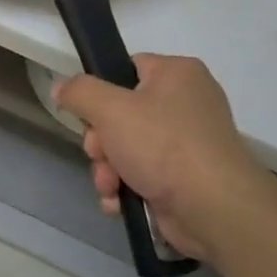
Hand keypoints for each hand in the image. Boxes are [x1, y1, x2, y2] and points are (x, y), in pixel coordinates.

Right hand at [53, 54, 275, 265]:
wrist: (214, 209)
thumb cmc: (163, 145)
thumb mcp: (110, 108)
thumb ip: (79, 92)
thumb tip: (61, 88)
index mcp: (177, 74)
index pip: (126, 68)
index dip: (101, 91)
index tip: (87, 113)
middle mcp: (186, 103)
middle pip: (120, 113)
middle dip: (100, 142)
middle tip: (99, 154)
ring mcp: (187, 143)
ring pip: (126, 147)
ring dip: (108, 169)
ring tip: (110, 186)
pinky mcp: (185, 177)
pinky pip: (143, 173)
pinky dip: (126, 187)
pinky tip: (118, 201)